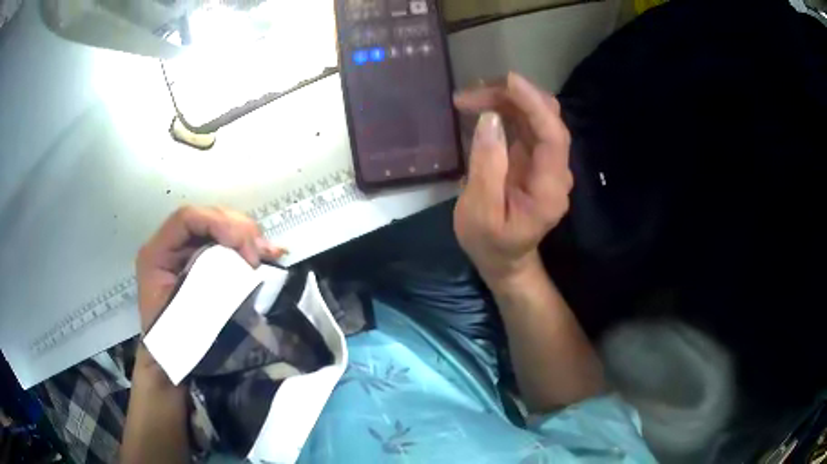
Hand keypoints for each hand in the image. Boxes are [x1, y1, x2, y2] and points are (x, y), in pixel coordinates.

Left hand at [136, 206, 283, 334]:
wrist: (169, 362)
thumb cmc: (173, 343)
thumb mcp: (184, 314)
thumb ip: (208, 286)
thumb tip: (248, 265)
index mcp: (157, 253)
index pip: (187, 218)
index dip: (218, 223)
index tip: (245, 251)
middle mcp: (171, 246)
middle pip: (208, 217)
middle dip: (239, 229)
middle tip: (260, 255)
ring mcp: (188, 252)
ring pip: (221, 225)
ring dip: (249, 237)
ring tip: (269, 254)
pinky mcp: (203, 261)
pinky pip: (228, 243)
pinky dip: (250, 246)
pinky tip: (270, 253)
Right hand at [453, 73, 572, 286]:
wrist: (504, 259)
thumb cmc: (490, 243)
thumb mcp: (480, 213)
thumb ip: (487, 167)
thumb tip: (490, 119)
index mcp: (549, 188)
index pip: (553, 136)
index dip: (534, 104)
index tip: (507, 81)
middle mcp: (555, 170)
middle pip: (546, 118)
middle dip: (512, 97)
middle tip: (469, 95)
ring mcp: (546, 162)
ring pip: (535, 116)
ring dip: (504, 100)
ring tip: (466, 99)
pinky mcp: (534, 158)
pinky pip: (525, 124)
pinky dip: (504, 110)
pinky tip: (480, 107)